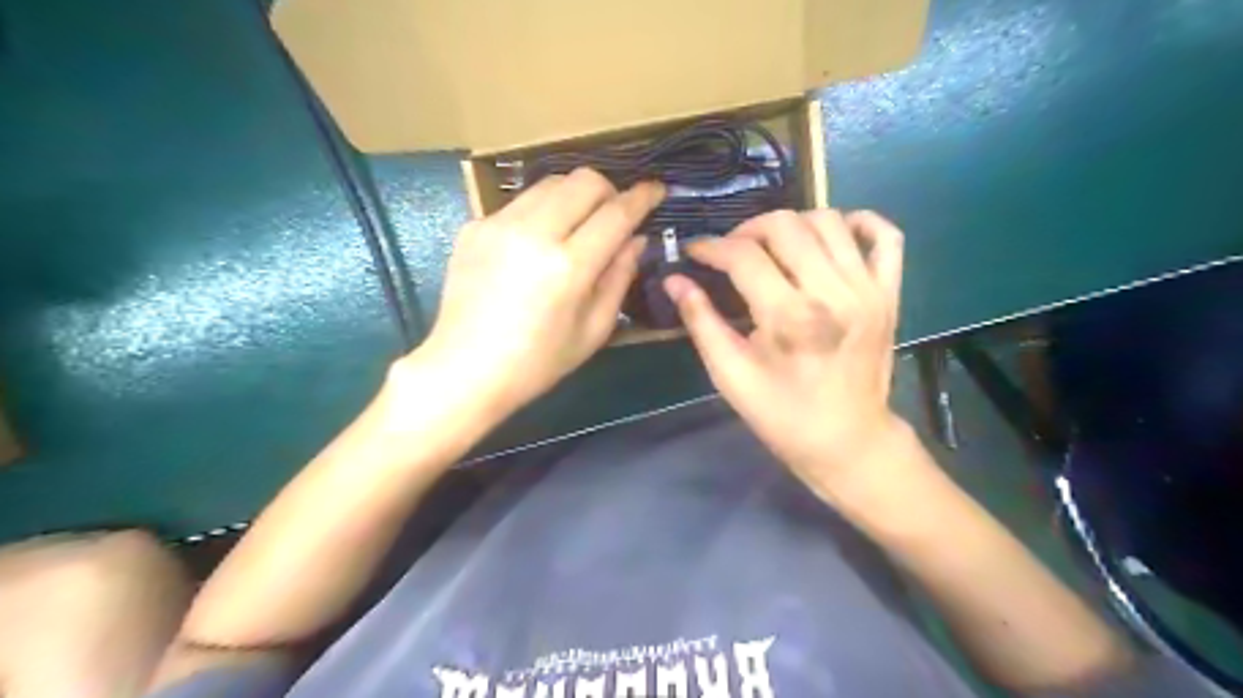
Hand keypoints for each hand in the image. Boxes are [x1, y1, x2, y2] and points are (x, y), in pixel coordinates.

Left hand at [412, 167, 664, 418]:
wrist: (465, 370)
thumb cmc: (537, 362)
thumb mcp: (593, 331)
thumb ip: (619, 278)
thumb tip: (636, 239)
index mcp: (569, 266)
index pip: (616, 214)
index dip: (642, 197)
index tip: (656, 189)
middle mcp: (534, 233)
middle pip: (584, 181)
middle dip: (608, 191)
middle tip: (613, 215)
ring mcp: (498, 225)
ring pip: (550, 183)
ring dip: (574, 196)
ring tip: (576, 226)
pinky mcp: (474, 227)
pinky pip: (520, 203)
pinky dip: (540, 213)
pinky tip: (535, 245)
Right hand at [666, 211, 908, 497]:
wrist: (849, 441)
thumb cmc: (783, 415)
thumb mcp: (731, 375)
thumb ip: (701, 322)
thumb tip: (674, 280)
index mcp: (791, 317)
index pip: (744, 256)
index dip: (712, 248)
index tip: (695, 252)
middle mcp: (833, 292)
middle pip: (786, 225)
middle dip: (747, 230)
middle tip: (730, 252)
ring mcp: (868, 288)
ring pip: (829, 219)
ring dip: (791, 224)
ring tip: (772, 248)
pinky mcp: (889, 292)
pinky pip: (885, 235)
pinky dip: (857, 222)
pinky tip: (829, 237)